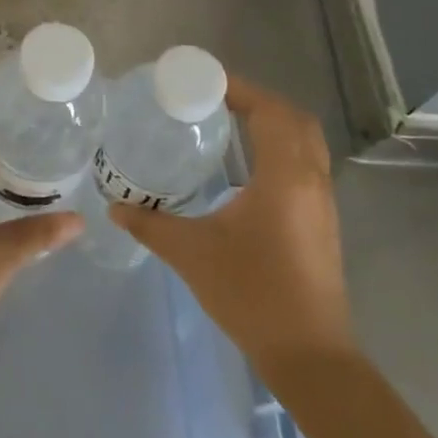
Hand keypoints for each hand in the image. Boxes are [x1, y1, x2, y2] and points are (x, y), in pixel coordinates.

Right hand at [112, 75, 353, 377]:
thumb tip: (115, 206)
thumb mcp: (192, 254)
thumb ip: (150, 225)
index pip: (270, 111)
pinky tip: (249, 166)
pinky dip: (282, 148)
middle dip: (259, 100)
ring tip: (231, 122)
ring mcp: (322, 203)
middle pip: (294, 119)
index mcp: (284, 177)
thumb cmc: (252, 294)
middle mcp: (311, 181)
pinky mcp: (323, 223)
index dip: (240, 89)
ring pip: (306, 143)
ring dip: (274, 123)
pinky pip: (306, 165)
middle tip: (217, 98)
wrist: (310, 356)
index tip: (205, 81)